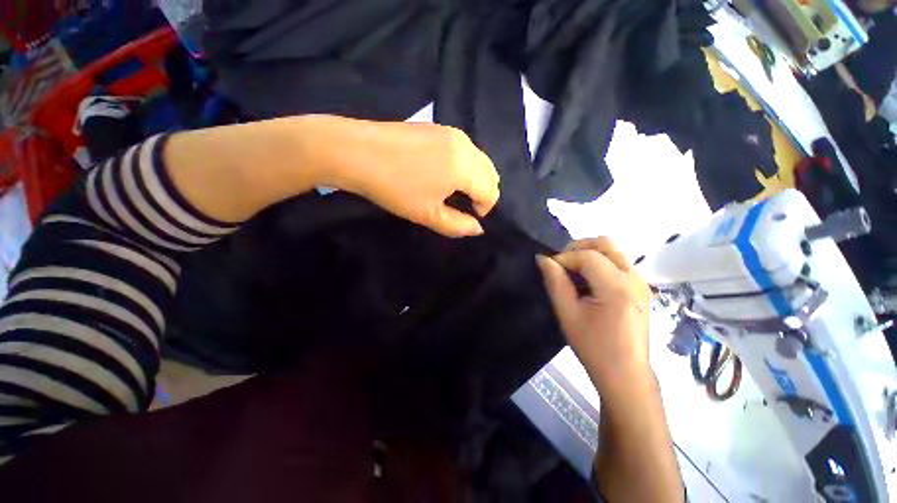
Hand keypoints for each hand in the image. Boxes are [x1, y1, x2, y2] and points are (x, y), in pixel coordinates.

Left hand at [295, 115, 499, 236]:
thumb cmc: (393, 188)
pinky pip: (464, 149)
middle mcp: (465, 144)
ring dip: (474, 179)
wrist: (355, 152)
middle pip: (490, 172)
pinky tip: (442, 173)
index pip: (491, 191)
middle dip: (483, 192)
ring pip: (479, 159)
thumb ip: (458, 226)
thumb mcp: (428, 215)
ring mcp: (451, 132)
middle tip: (463, 205)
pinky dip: (463, 165)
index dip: (484, 208)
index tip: (467, 216)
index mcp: (465, 166)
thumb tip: (478, 228)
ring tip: (452, 190)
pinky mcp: (437, 127)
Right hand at [536, 238, 651, 394]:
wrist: (625, 373)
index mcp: (616, 287)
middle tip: (561, 264)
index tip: (549, 268)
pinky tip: (588, 281)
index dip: (564, 257)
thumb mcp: (567, 313)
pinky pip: (619, 262)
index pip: (587, 256)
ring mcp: (641, 282)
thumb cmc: (593, 346)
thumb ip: (555, 282)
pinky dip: (600, 262)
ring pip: (613, 250)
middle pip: (605, 244)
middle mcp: (634, 279)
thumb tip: (543, 258)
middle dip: (578, 247)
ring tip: (573, 272)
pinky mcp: (641, 288)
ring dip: (589, 254)